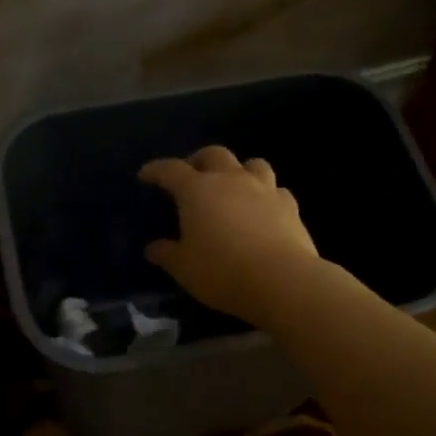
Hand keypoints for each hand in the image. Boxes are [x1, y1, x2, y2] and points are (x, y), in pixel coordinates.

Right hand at [138, 146, 318, 323]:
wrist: (282, 281)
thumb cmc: (222, 272)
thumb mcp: (183, 268)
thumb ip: (166, 254)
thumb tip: (153, 248)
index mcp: (198, 190)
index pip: (170, 170)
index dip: (155, 170)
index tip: (145, 175)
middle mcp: (231, 180)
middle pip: (213, 154)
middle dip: (198, 160)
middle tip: (190, 176)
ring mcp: (264, 189)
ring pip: (251, 164)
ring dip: (238, 170)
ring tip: (232, 186)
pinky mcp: (290, 206)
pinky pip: (276, 190)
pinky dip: (266, 194)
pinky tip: (263, 208)